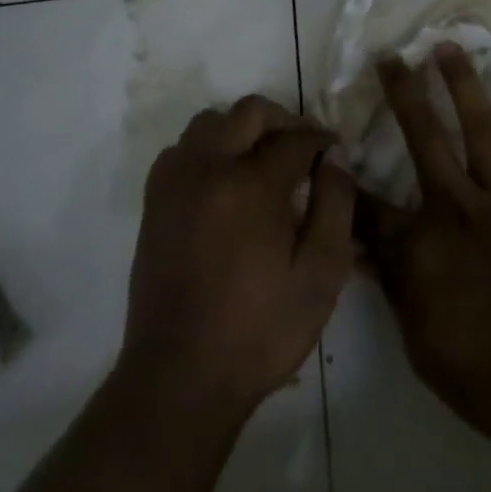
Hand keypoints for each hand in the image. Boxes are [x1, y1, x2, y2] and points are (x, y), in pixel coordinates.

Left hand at [121, 96, 355, 416]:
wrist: (179, 379)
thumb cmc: (259, 332)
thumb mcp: (320, 276)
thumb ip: (335, 206)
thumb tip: (334, 157)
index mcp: (251, 185)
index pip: (295, 139)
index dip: (321, 141)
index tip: (335, 152)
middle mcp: (209, 168)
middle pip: (250, 112)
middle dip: (284, 121)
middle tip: (304, 148)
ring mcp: (175, 181)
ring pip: (211, 121)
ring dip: (242, 129)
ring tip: (263, 159)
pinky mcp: (154, 201)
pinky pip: (182, 148)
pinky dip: (207, 148)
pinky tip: (224, 179)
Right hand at [357, 46, 490, 452]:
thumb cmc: (487, 377)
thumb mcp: (421, 344)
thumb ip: (394, 288)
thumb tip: (362, 251)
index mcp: (421, 246)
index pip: (368, 207)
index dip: (346, 181)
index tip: (332, 150)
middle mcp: (457, 207)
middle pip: (422, 139)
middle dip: (402, 94)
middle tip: (389, 56)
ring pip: (479, 129)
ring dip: (462, 84)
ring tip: (447, 46)